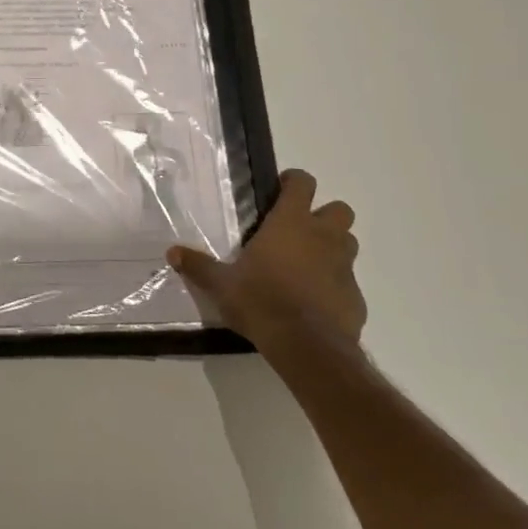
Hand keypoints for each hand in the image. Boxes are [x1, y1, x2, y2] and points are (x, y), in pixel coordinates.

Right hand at [169, 169, 365, 355]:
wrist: (307, 347)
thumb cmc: (261, 301)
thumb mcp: (222, 284)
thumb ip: (199, 266)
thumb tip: (171, 252)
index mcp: (290, 224)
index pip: (303, 183)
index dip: (294, 182)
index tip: (280, 191)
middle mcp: (323, 238)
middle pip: (340, 210)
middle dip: (324, 215)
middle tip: (298, 230)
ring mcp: (344, 268)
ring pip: (348, 243)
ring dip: (333, 248)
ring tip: (307, 264)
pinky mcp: (356, 298)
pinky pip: (348, 282)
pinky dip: (335, 286)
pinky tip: (315, 302)